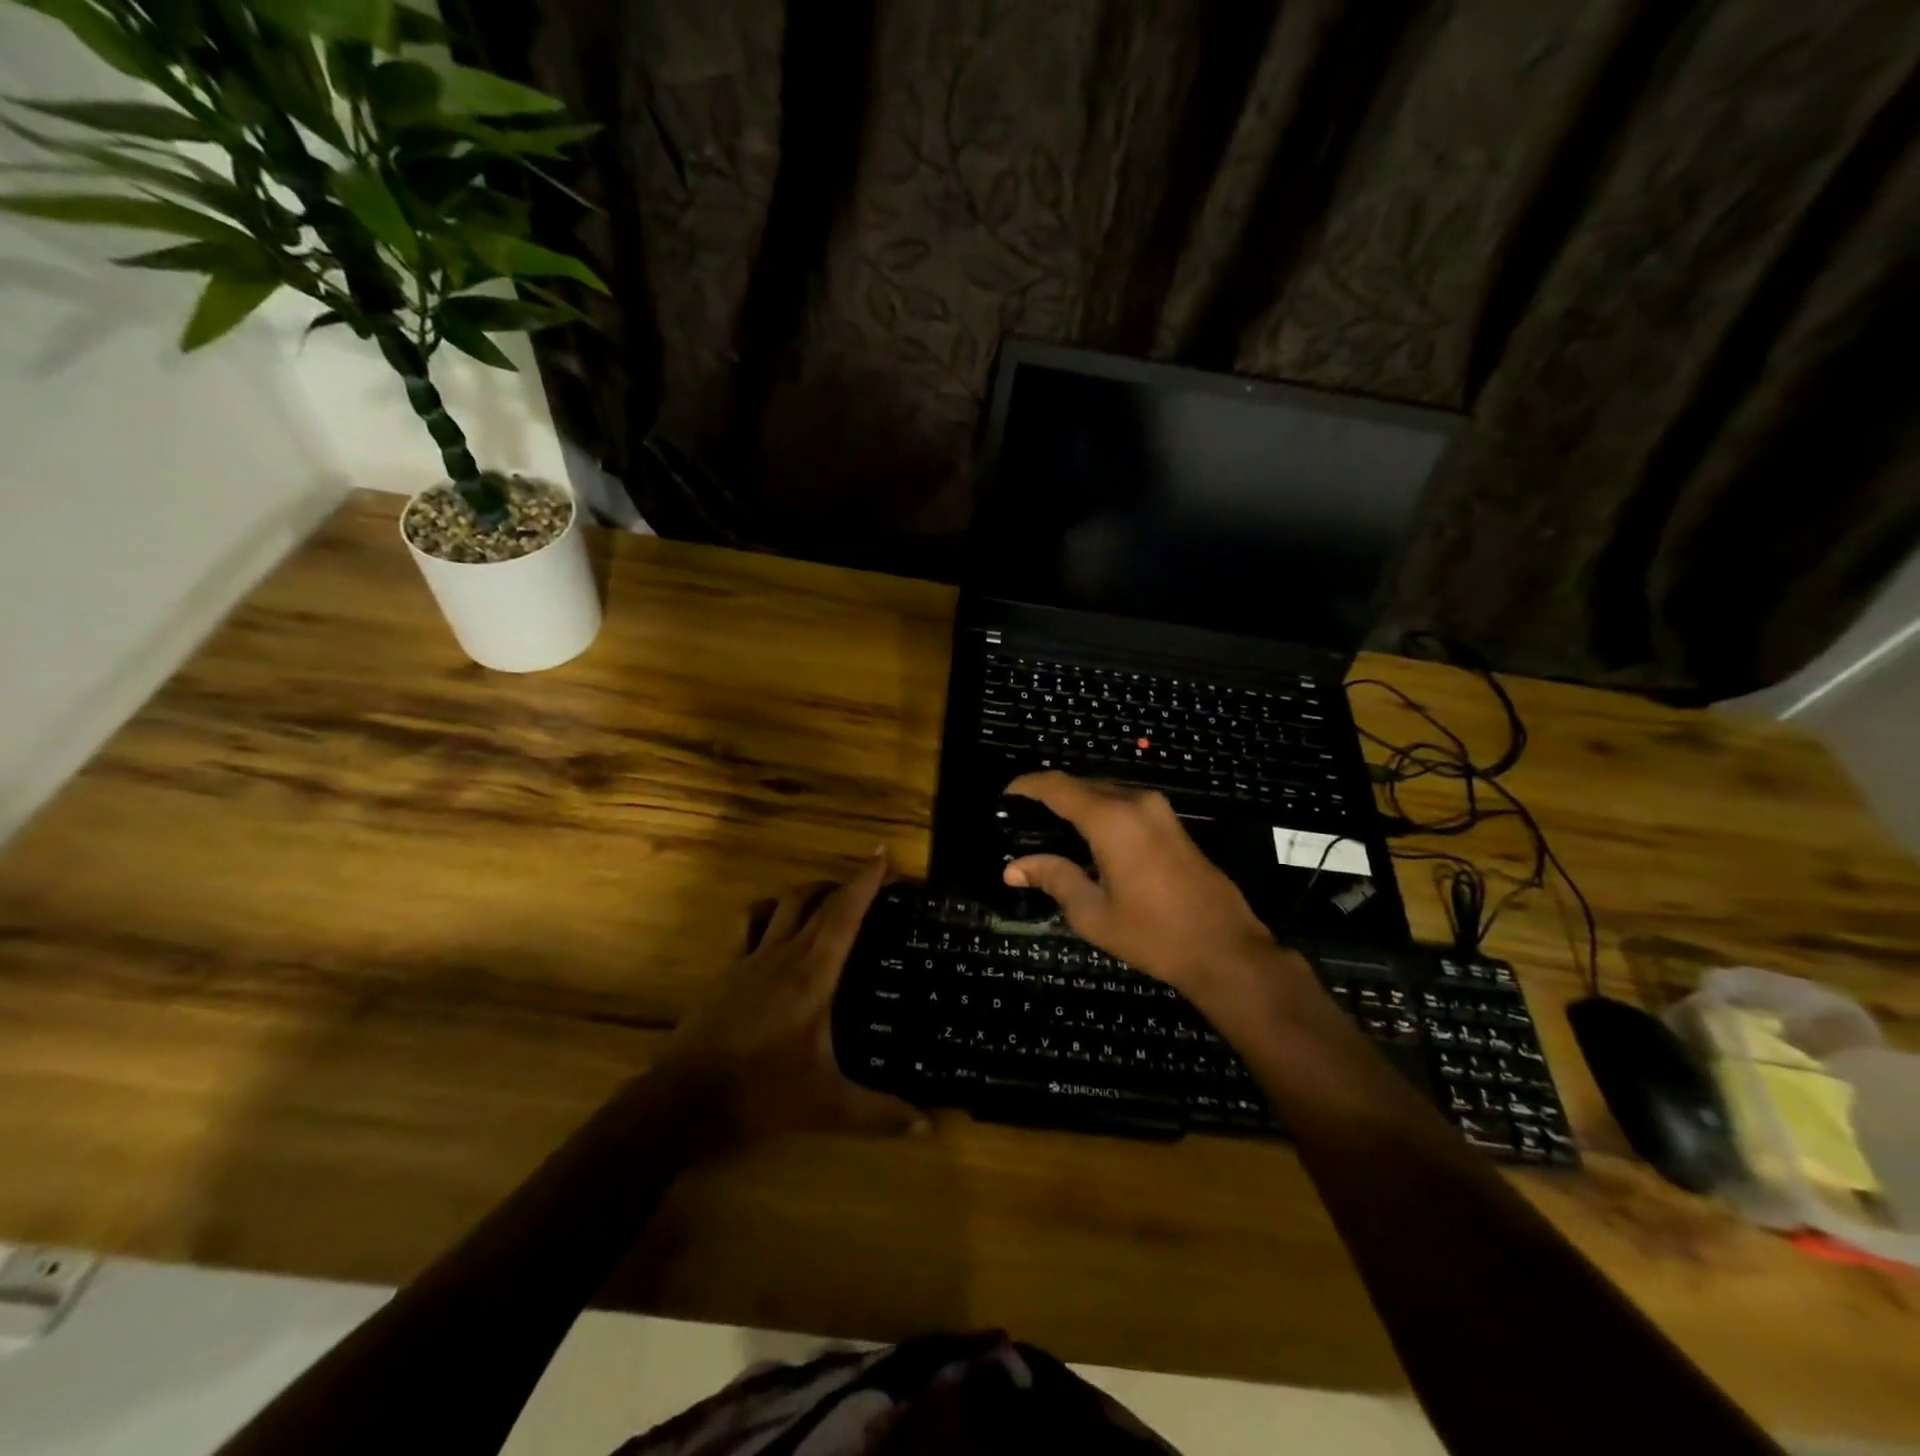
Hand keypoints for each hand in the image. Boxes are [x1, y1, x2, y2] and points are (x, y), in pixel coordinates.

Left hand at [652, 852, 925, 1145]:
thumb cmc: (762, 1092)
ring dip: (808, 892)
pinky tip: (776, 923)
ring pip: (782, 903)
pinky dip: (768, 912)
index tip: (883, 854)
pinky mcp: (727, 969)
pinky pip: (749, 924)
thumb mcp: (828, 1106)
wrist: (685, 1098)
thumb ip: (880, 1114)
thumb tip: (929, 1127)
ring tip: (829, 898)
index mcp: (813, 974)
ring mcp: (750, 958)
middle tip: (872, 881)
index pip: (844, 913)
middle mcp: (784, 954)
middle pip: (816, 900)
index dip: (866, 880)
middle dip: (846, 882)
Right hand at [1002, 773, 1305, 1009]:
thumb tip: (1013, 868)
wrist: (1225, 949)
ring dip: (1078, 803)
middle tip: (1023, 817)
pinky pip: (1126, 804)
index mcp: (1111, 819)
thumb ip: (1053, 878)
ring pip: (1106, 792)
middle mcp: (1136, 802)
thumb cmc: (1153, 934)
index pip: (1058, 787)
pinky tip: (1088, 839)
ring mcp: (1160, 810)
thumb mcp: (1093, 913)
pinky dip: (1101, 812)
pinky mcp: (1173, 824)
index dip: (1027, 786)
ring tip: (1050, 827)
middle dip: (1051, 794)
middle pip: (1082, 784)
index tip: (1005, 795)